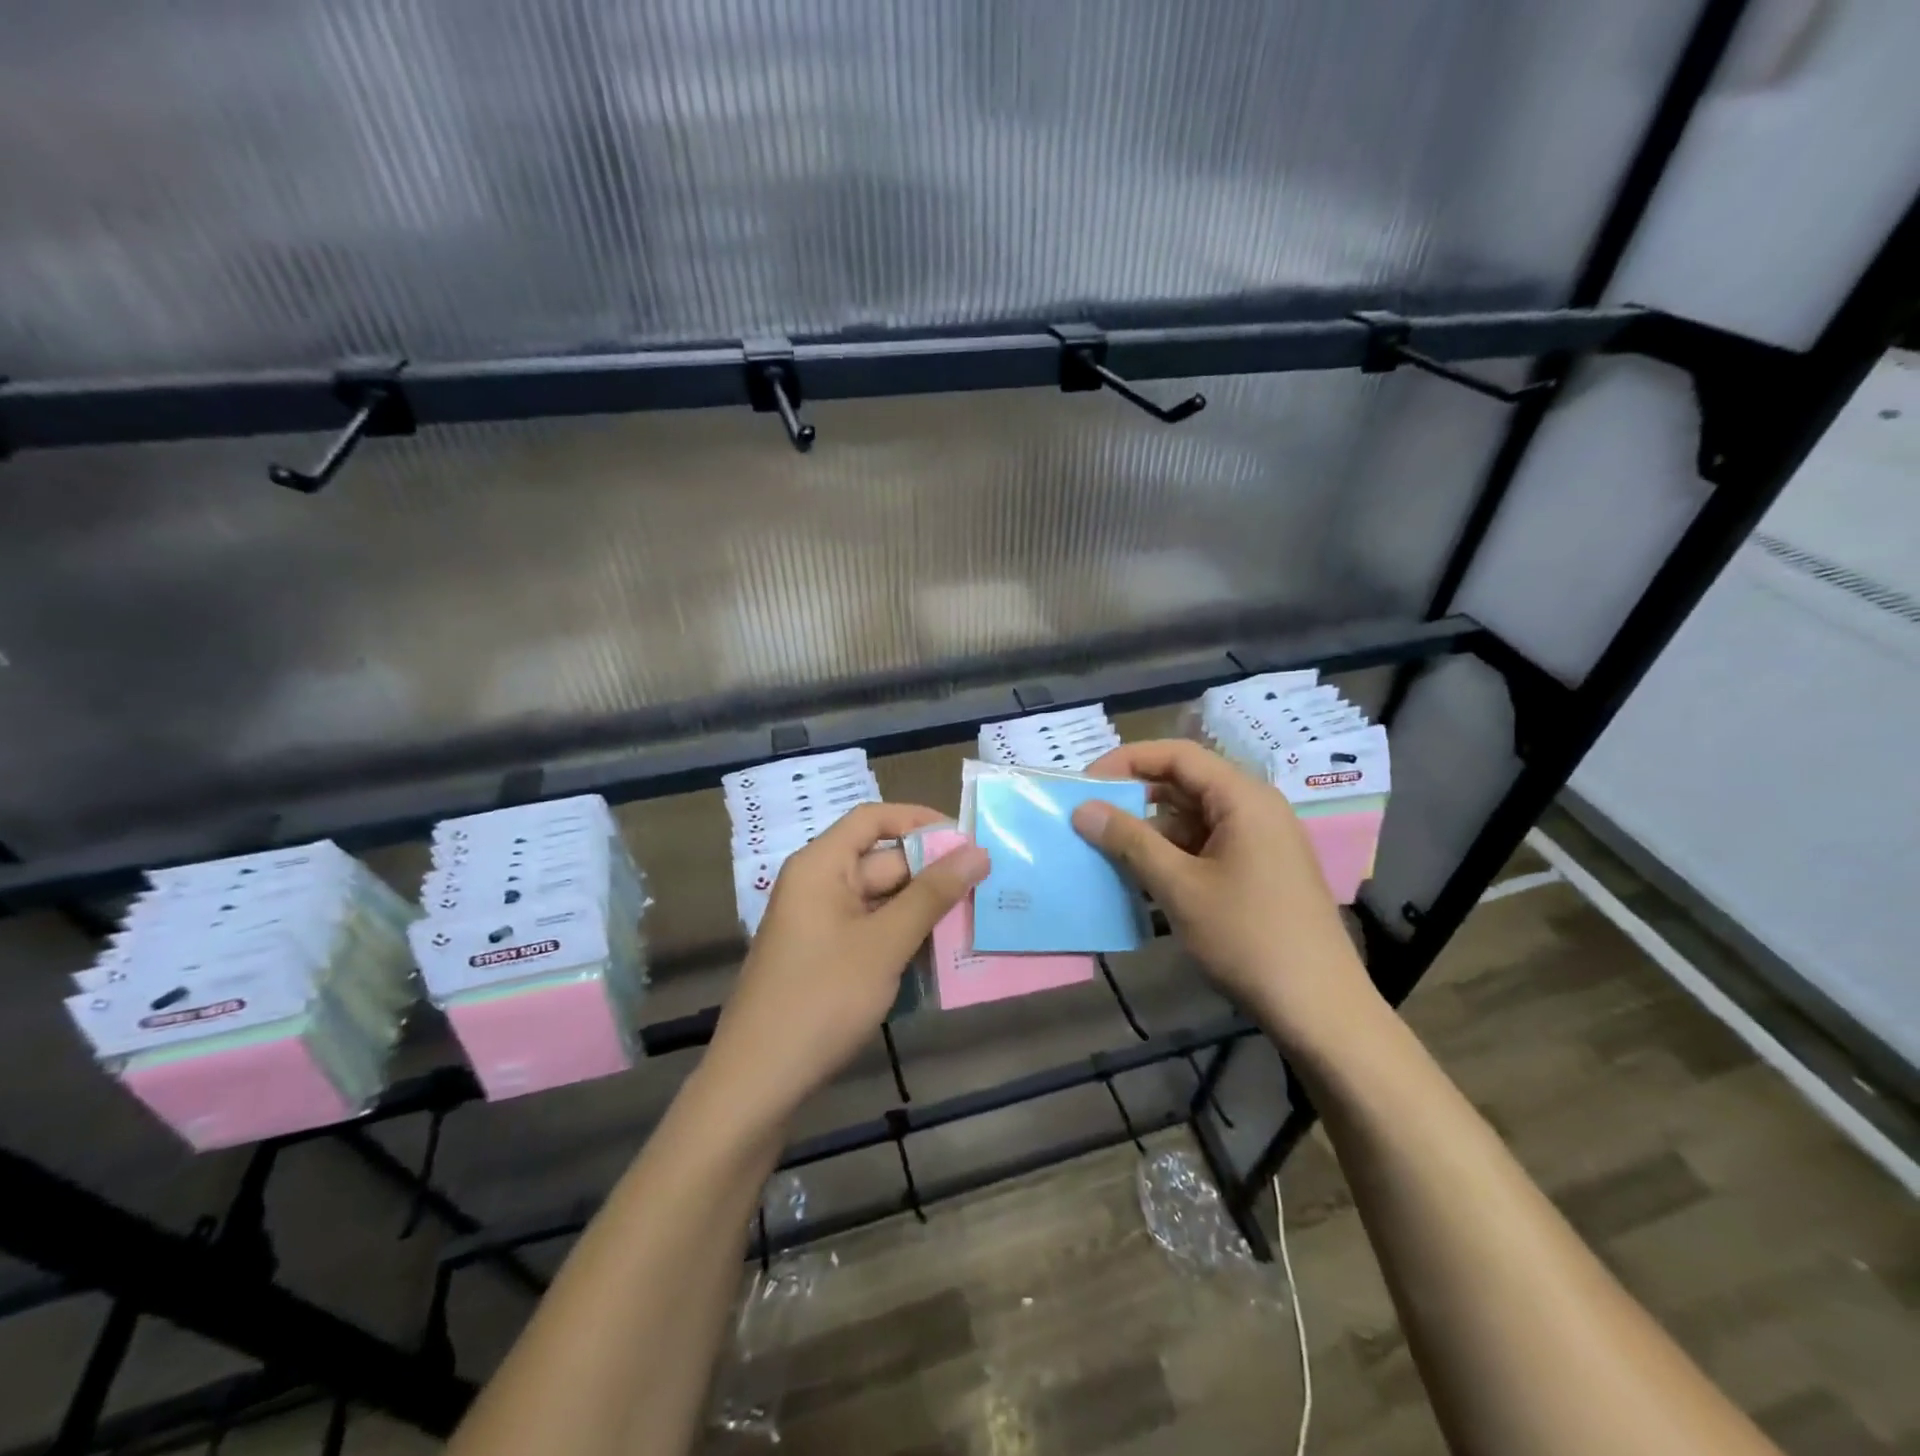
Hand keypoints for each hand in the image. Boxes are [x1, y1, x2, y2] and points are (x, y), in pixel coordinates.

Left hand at [704, 803, 988, 1124]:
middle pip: (882, 861)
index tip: (967, 839)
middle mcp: (818, 886)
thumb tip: (977, 851)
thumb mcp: (884, 943)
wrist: (758, 1083)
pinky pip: (873, 932)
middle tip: (987, 887)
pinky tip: (942, 955)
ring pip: (883, 901)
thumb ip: (932, 894)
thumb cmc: (821, 999)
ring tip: (977, 919)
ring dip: (924, 910)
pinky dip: (905, 937)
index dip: (920, 820)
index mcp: (821, 866)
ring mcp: (821, 924)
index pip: (873, 818)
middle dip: (933, 874)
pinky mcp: (826, 958)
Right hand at [1074, 740, 1381, 1058]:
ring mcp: (1260, 841)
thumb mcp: (1180, 887)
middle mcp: (1255, 809)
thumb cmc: (1248, 938)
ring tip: (1106, 850)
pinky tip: (1141, 878)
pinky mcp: (1259, 871)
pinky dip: (1171, 854)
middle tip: (1089, 816)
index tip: (1084, 783)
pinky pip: (1206, 845)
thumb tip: (1082, 808)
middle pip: (1185, 783)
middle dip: (1134, 797)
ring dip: (1149, 830)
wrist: (1319, 1009)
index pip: (1177, 755)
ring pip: (1193, 818)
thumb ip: (1129, 841)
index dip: (1126, 760)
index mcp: (1243, 798)